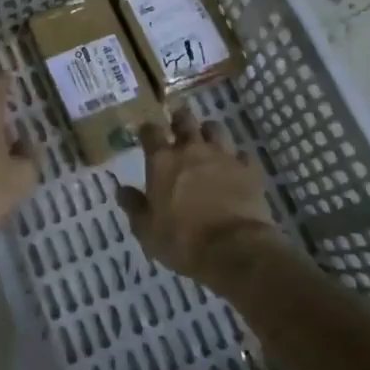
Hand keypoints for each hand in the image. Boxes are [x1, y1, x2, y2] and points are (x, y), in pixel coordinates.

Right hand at [117, 107, 281, 285]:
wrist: (234, 249)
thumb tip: (121, 189)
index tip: (146, 135)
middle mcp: (191, 150)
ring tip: (208, 144)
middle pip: (185, 119)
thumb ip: (134, 206)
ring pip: (215, 128)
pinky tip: (236, 169)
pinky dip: (237, 159)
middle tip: (178, 129)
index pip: (150, 131)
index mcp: (162, 161)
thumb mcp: (147, 231)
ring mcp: (223, 156)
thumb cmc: (183, 241)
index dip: (147, 130)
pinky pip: (242, 155)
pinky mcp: (248, 169)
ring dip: (209, 133)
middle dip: (180, 120)